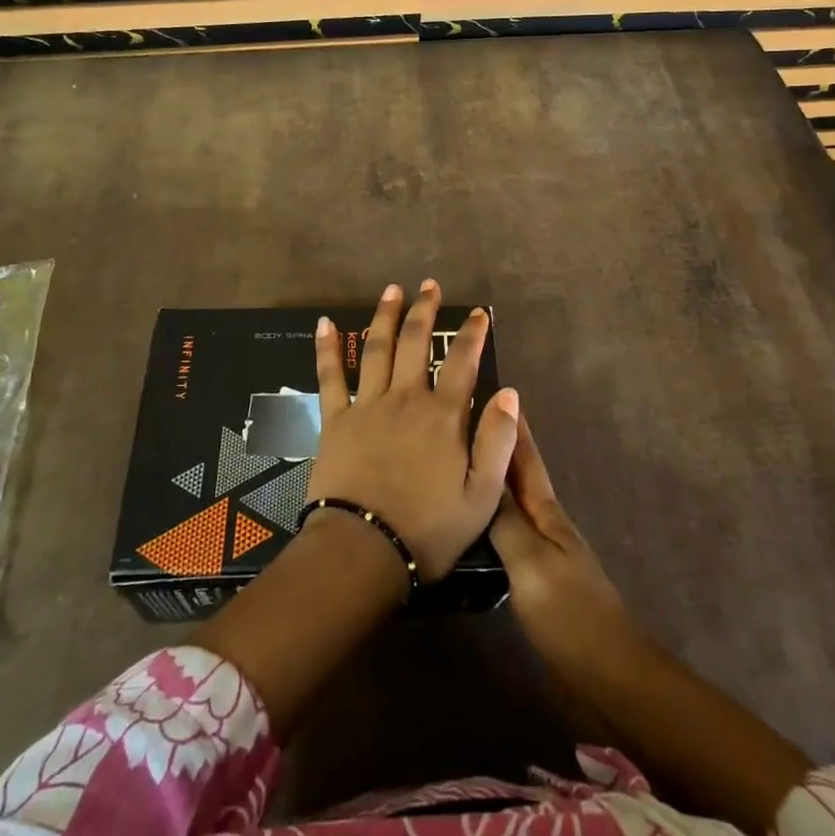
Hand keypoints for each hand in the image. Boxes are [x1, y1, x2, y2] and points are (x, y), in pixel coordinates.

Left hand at [309, 280, 519, 581]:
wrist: (364, 550)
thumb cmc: (428, 529)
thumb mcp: (481, 495)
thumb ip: (497, 440)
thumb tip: (509, 391)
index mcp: (443, 416)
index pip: (462, 363)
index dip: (472, 335)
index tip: (478, 313)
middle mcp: (406, 398)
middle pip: (415, 343)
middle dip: (424, 311)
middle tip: (429, 285)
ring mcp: (367, 405)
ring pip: (377, 349)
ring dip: (385, 316)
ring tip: (392, 290)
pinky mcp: (335, 420)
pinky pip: (330, 376)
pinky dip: (328, 348)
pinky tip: (325, 323)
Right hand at [489, 414, 630, 669]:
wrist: (608, 677)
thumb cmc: (570, 613)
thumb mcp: (531, 563)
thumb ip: (505, 522)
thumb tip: (480, 477)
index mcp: (547, 514)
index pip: (526, 460)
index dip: (515, 428)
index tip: (500, 391)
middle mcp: (545, 526)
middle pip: (518, 478)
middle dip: (499, 447)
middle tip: (469, 420)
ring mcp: (542, 555)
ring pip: (511, 506)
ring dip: (492, 482)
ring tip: (462, 465)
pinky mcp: (536, 582)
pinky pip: (506, 538)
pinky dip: (490, 520)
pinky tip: (473, 525)